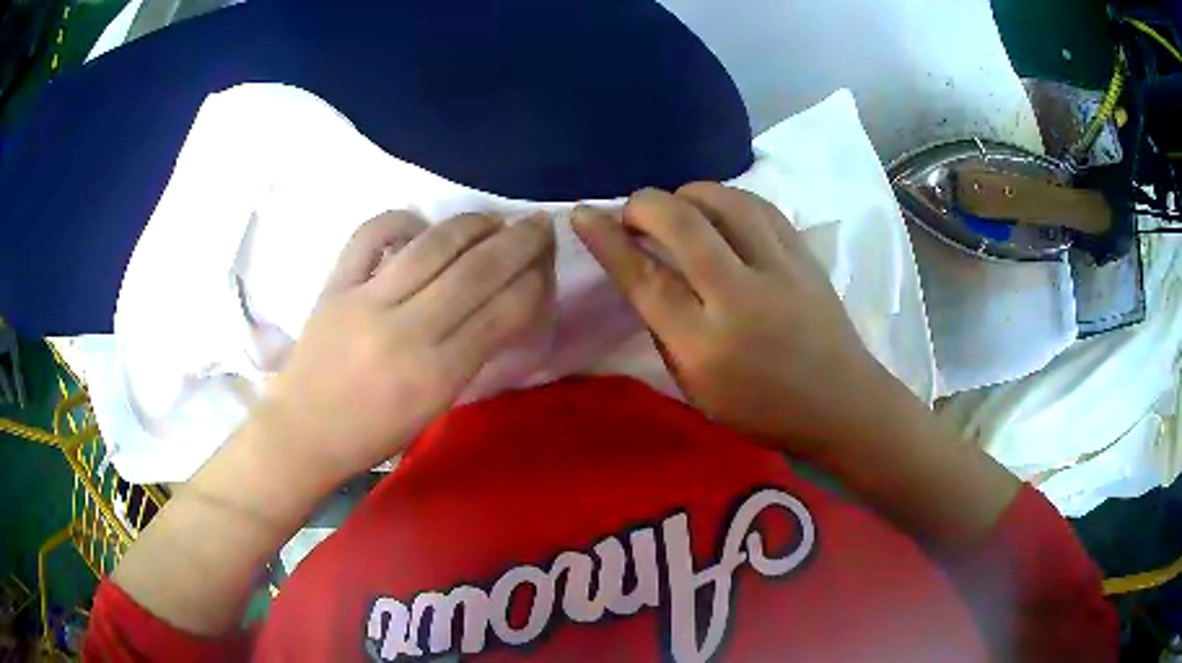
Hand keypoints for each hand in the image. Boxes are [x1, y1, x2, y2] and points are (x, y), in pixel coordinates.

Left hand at [261, 210, 554, 479]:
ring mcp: (366, 302)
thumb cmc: (374, 433)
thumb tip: (503, 304)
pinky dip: (399, 219)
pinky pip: (369, 235)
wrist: (304, 432)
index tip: (546, 266)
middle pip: (477, 271)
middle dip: (519, 242)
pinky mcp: (335, 285)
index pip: (503, 311)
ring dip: (472, 224)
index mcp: (437, 374)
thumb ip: (470, 355)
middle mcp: (407, 331)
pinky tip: (419, 223)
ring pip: (432, 245)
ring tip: (493, 219)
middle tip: (539, 224)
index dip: (534, 281)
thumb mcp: (435, 406)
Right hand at [572, 184, 898, 460]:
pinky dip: (727, 199)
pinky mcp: (804, 255)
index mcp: (706, 345)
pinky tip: (717, 211)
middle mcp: (742, 297)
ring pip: (724, 200)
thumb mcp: (697, 389)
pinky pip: (758, 205)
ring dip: (687, 194)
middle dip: (644, 203)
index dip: (607, 240)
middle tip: (633, 213)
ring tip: (676, 209)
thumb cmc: (763, 410)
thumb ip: (665, 329)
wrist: (841, 404)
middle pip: (682, 222)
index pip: (645, 278)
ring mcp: (780, 268)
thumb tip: (640, 273)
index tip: (582, 215)